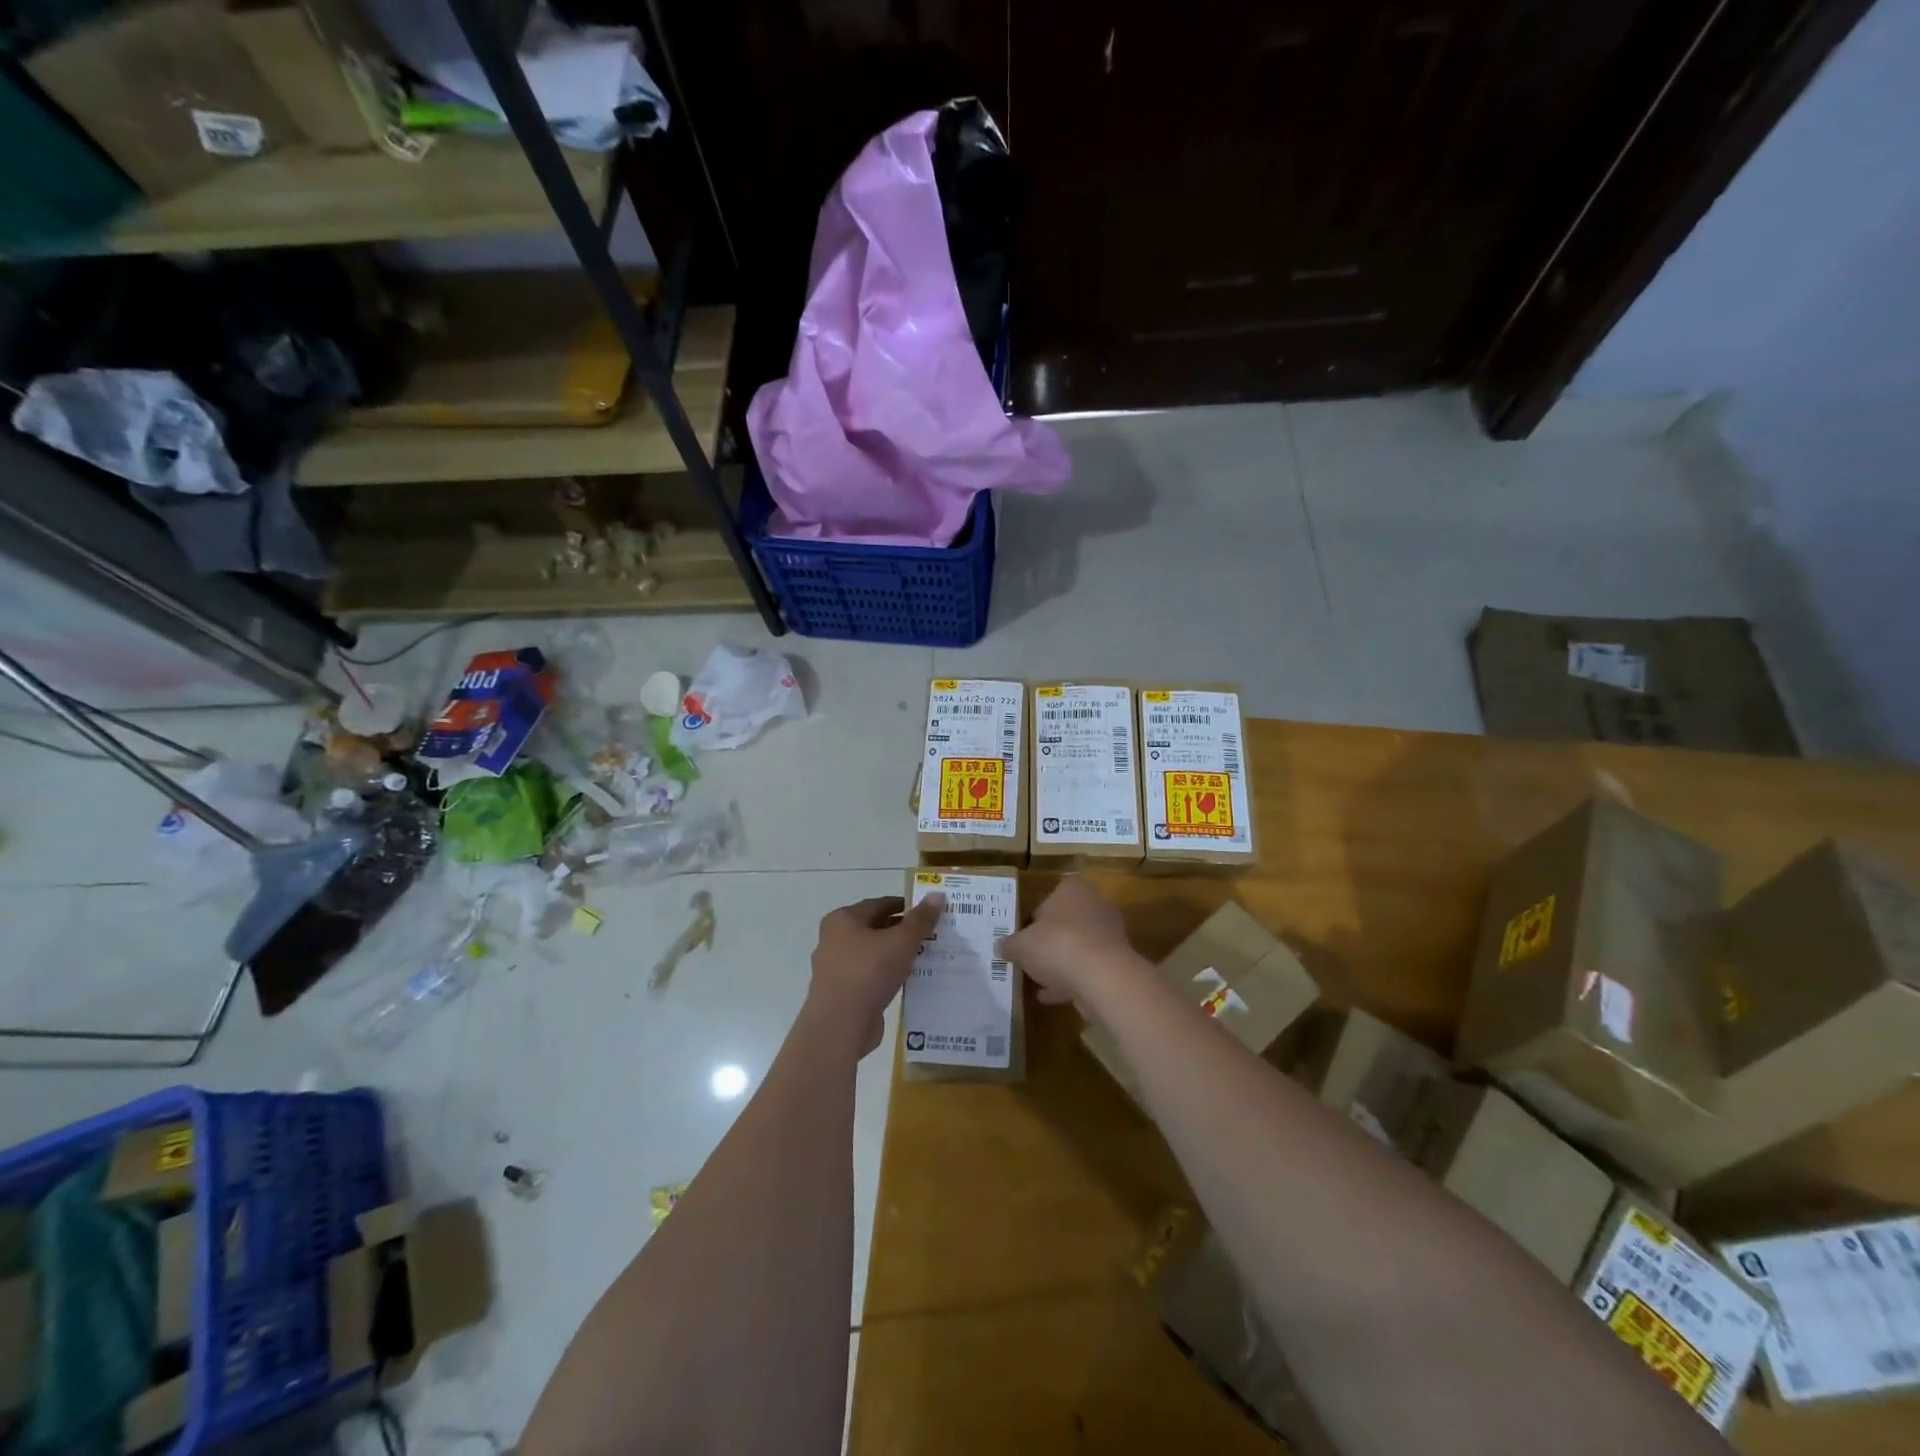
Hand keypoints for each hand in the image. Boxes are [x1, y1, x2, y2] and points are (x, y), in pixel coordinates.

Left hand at [808, 894, 944, 1055]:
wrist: (840, 1025)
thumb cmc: (869, 972)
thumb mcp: (902, 941)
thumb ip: (920, 919)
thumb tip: (937, 895)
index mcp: (843, 920)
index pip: (879, 904)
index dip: (905, 906)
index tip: (928, 913)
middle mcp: (833, 940)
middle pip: (874, 929)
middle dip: (901, 932)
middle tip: (930, 935)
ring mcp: (834, 969)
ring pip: (872, 954)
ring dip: (894, 955)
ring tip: (923, 958)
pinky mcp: (840, 994)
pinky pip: (868, 977)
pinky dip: (886, 976)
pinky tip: (906, 981)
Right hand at [998, 877, 1143, 1006]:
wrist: (1103, 979)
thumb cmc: (1057, 946)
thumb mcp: (1021, 945)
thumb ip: (1010, 945)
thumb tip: (1001, 946)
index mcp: (1073, 890)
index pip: (1051, 895)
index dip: (1035, 915)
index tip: (1023, 933)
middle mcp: (1095, 906)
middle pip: (1066, 922)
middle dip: (1049, 939)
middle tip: (1029, 955)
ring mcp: (1109, 935)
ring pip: (1077, 947)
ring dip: (1060, 962)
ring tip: (1036, 980)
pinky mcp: (1115, 963)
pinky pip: (1087, 969)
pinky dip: (1070, 981)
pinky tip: (1049, 996)